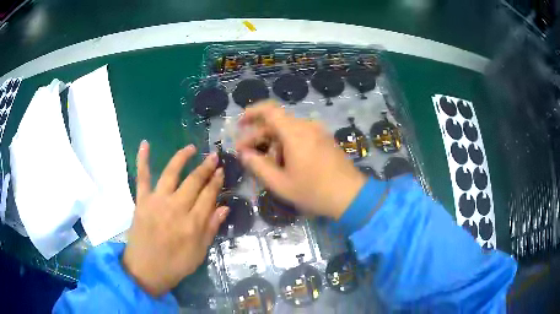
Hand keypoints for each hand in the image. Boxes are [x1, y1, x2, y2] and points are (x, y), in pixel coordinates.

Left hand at [122, 141, 228, 296]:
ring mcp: (157, 202)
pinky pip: (142, 177)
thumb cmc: (175, 265)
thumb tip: (224, 207)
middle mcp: (176, 208)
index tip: (221, 171)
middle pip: (193, 182)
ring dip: (182, 158)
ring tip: (192, 149)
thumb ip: (211, 229)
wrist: (144, 270)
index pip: (208, 196)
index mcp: (192, 224)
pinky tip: (145, 144)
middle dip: (206, 168)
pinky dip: (142, 160)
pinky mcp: (142, 201)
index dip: (216, 182)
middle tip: (214, 157)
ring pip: (171, 174)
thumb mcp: (199, 253)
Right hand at [236, 101, 366, 219]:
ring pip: (289, 130)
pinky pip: (301, 135)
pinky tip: (284, 162)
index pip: (269, 110)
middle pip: (277, 123)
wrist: (351, 196)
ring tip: (265, 163)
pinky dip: (287, 144)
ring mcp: (319, 132)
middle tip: (245, 153)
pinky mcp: (326, 140)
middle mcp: (307, 126)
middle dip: (258, 135)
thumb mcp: (280, 183)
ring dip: (273, 142)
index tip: (240, 124)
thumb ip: (258, 166)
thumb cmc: (314, 191)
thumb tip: (244, 154)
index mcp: (295, 132)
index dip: (252, 113)